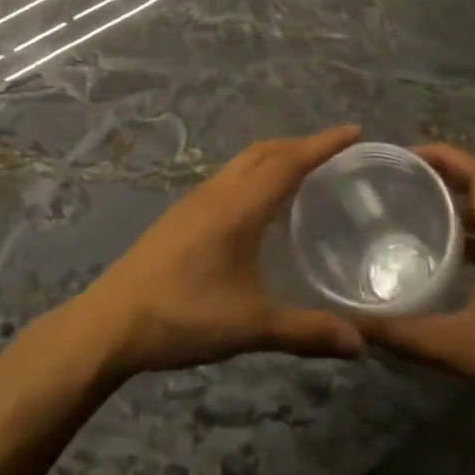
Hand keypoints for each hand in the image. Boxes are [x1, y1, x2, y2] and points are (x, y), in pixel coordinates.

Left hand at [71, 125, 367, 377]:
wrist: (113, 320)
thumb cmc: (184, 315)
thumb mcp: (251, 326)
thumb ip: (306, 332)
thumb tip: (361, 343)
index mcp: (238, 206)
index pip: (289, 161)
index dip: (323, 144)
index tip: (354, 131)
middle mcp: (218, 192)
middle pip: (265, 151)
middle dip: (301, 144)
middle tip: (336, 153)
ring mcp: (195, 201)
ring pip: (243, 162)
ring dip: (275, 157)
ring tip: (304, 173)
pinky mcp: (181, 215)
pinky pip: (229, 178)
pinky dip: (255, 174)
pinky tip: (260, 205)